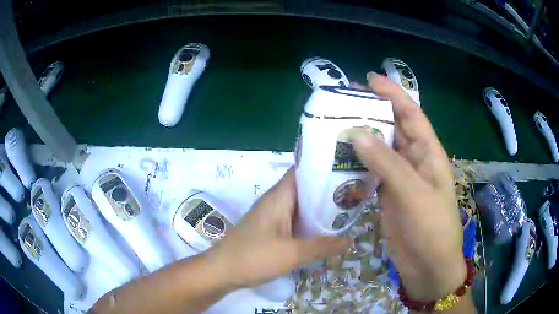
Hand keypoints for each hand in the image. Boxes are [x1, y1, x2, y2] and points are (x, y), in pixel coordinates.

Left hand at [207, 168, 350, 287]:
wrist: (222, 271)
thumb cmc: (254, 257)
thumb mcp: (292, 253)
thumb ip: (322, 246)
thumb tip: (349, 240)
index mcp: (279, 197)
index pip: (303, 171)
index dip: (323, 168)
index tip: (347, 171)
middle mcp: (276, 202)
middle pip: (305, 189)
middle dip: (328, 192)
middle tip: (353, 195)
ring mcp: (273, 217)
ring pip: (301, 207)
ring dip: (320, 210)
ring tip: (347, 212)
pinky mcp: (272, 230)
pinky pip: (295, 221)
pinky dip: (310, 224)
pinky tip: (326, 232)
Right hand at [352, 73, 464, 300]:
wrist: (428, 266)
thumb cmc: (432, 228)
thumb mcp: (414, 194)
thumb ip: (388, 164)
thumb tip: (357, 134)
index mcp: (429, 153)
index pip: (411, 114)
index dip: (393, 94)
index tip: (370, 80)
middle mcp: (415, 161)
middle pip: (394, 128)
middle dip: (374, 111)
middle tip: (345, 99)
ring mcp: (401, 179)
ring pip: (381, 150)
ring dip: (363, 137)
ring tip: (337, 124)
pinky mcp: (388, 195)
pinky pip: (372, 172)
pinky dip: (358, 164)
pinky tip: (340, 157)